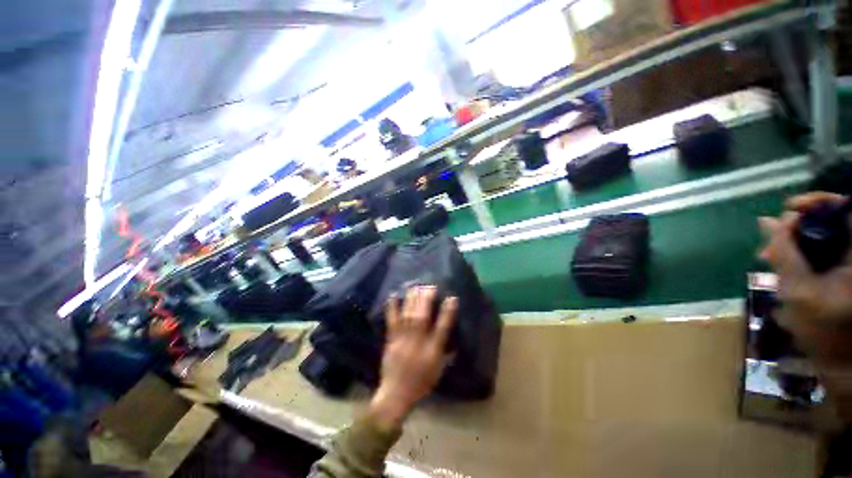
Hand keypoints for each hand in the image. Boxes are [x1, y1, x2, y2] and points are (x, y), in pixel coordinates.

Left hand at [367, 286, 457, 430]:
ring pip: (408, 316)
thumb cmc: (421, 383)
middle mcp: (418, 343)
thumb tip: (453, 338)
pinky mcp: (391, 340)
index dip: (447, 313)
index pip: (442, 329)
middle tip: (430, 286)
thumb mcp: (438, 370)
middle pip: (422, 318)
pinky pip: (392, 321)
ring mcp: (403, 340)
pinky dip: (392, 308)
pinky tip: (393, 296)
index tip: (452, 298)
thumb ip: (446, 353)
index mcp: (432, 351)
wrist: (396, 394)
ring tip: (416, 286)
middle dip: (427, 300)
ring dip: (412, 300)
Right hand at [759, 192, 851, 362]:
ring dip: (792, 241)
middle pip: (828, 221)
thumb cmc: (823, 330)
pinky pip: (818, 250)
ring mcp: (846, 262)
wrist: (838, 360)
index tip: (789, 208)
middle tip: (770, 239)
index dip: (817, 202)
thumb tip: (768, 222)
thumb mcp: (798, 292)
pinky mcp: (839, 270)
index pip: (842, 209)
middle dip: (796, 226)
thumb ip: (783, 254)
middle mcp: (851, 252)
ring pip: (820, 236)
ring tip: (768, 255)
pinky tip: (780, 261)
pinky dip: (798, 252)